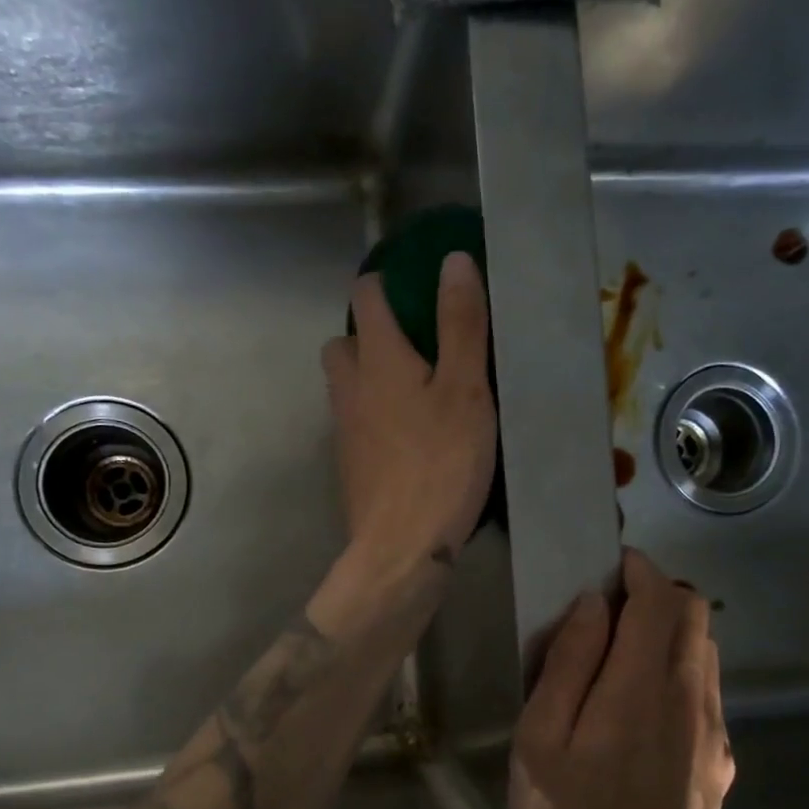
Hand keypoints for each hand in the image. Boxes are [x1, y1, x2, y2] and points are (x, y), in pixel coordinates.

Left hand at [321, 253, 496, 573]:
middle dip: (367, 334)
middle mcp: (350, 388)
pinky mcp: (349, 464)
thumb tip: (453, 261)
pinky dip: (371, 415)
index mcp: (378, 360)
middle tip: (413, 346)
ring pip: (344, 385)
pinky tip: (406, 436)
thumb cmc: (441, 464)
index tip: (411, 286)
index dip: (383, 283)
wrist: (401, 547)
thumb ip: (460, 325)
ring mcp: (344, 430)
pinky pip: (353, 422)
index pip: (365, 298)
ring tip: (414, 390)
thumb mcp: (466, 390)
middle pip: (342, 343)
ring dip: (367, 376)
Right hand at [509, 550, 734, 808]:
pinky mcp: (721, 764)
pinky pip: (706, 693)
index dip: (638, 571)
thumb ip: (569, 663)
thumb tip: (591, 606)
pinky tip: (641, 709)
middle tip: (610, 610)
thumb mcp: (540, 737)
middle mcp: (692, 699)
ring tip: (621, 656)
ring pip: (706, 653)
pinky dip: (679, 673)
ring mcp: (715, 734)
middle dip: (658, 594)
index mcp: (643, 686)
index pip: (661, 599)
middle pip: (697, 615)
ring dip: (670, 634)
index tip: (609, 568)